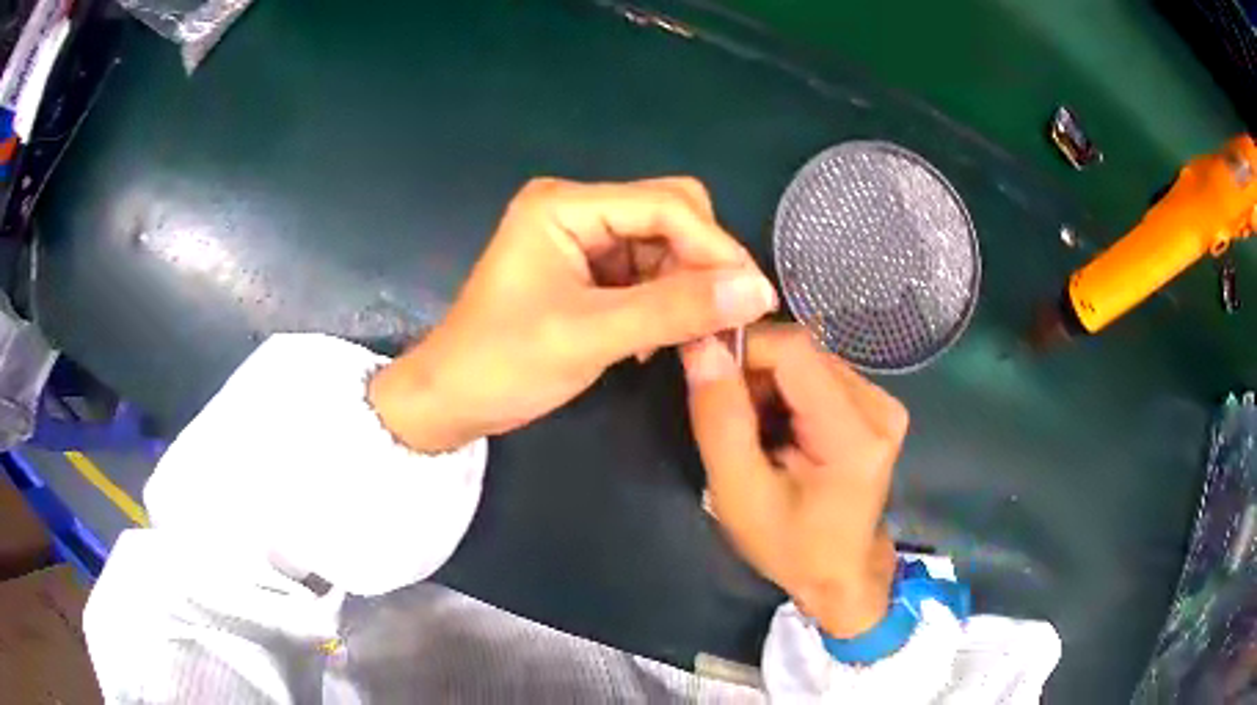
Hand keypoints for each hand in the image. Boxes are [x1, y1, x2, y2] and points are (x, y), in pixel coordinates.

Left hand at [370, 177, 777, 452]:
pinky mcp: (586, 268)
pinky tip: (662, 339)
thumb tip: (759, 291)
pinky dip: (664, 302)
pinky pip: (646, 272)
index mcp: (565, 205)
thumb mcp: (591, 336)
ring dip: (687, 289)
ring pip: (664, 246)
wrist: (451, 400)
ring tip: (695, 338)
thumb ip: (675, 310)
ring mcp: (581, 238)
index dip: (716, 247)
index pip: (666, 205)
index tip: (754, 297)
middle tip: (725, 319)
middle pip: (670, 216)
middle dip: (703, 265)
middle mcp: (577, 208)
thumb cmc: (504, 364)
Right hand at [681, 324, 904, 637]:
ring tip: (752, 432)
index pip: (793, 350)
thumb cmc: (789, 547)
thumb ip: (719, 419)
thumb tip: (702, 345)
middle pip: (801, 353)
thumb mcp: (739, 494)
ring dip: (768, 384)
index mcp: (855, 434)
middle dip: (753, 374)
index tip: (703, 375)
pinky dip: (786, 393)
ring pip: (807, 361)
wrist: (839, 575)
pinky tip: (777, 430)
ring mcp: (883, 404)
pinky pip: (818, 376)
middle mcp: (880, 406)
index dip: (742, 349)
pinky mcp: (876, 407)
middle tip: (727, 419)